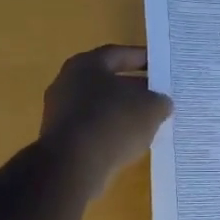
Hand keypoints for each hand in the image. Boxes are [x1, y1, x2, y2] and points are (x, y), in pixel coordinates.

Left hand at [39, 45, 173, 195]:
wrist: (73, 165)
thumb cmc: (113, 122)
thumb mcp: (151, 108)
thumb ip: (159, 101)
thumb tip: (160, 103)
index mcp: (86, 64)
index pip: (119, 54)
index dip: (142, 59)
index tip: (161, 67)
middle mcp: (67, 82)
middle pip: (107, 81)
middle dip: (133, 88)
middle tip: (158, 96)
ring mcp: (59, 112)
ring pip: (98, 106)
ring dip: (121, 113)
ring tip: (147, 123)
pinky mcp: (59, 139)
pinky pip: (91, 128)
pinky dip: (109, 132)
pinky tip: (127, 143)